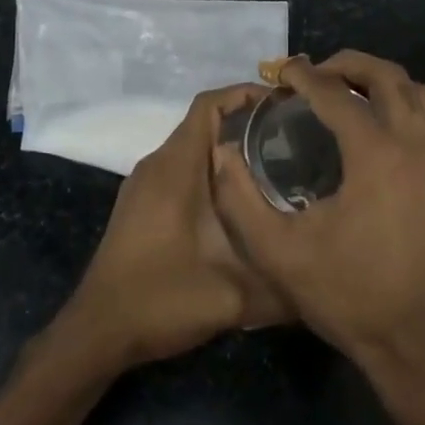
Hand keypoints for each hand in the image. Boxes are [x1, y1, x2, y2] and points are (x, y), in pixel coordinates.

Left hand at [56, 85, 289, 374]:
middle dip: (247, 125)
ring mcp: (144, 186)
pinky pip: (180, 171)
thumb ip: (282, 288)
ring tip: (277, 167)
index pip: (208, 106)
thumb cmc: (160, 300)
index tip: (285, 104)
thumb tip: (325, 282)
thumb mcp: (232, 297)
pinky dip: (210, 173)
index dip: (245, 94)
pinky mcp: (140, 206)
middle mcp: (157, 166)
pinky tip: (240, 202)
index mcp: (175, 169)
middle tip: (294, 140)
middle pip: (203, 124)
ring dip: (228, 151)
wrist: (99, 330)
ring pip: (192, 150)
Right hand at [211, 52, 424, 377]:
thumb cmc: (343, 293)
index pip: (337, 95)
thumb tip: (223, 152)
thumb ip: (239, 197)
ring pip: (419, 93)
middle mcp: (417, 146)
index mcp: (377, 156)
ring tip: (347, 90)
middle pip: (387, 77)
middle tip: (313, 74)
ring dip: (382, 80)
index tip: (280, 72)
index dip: (304, 76)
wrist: (409, 340)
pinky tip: (382, 124)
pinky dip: (408, 105)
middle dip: (347, 64)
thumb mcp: (276, 250)